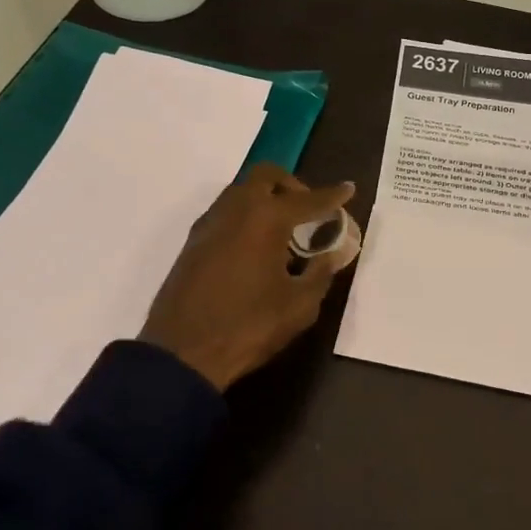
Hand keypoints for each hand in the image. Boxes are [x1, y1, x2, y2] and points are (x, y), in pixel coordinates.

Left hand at [140, 164, 356, 391]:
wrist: (182, 353)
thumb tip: (337, 250)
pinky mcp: (193, 242)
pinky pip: (226, 213)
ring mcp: (209, 224)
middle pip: (267, 177)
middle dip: (292, 186)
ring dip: (265, 199)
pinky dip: (246, 217)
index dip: (333, 195)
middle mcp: (236, 210)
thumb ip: (322, 271)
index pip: (308, 199)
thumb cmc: (249, 326)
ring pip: (242, 192)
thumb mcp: (299, 304)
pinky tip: (256, 249)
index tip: (348, 189)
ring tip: (283, 233)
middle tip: (309, 211)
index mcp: (266, 219)